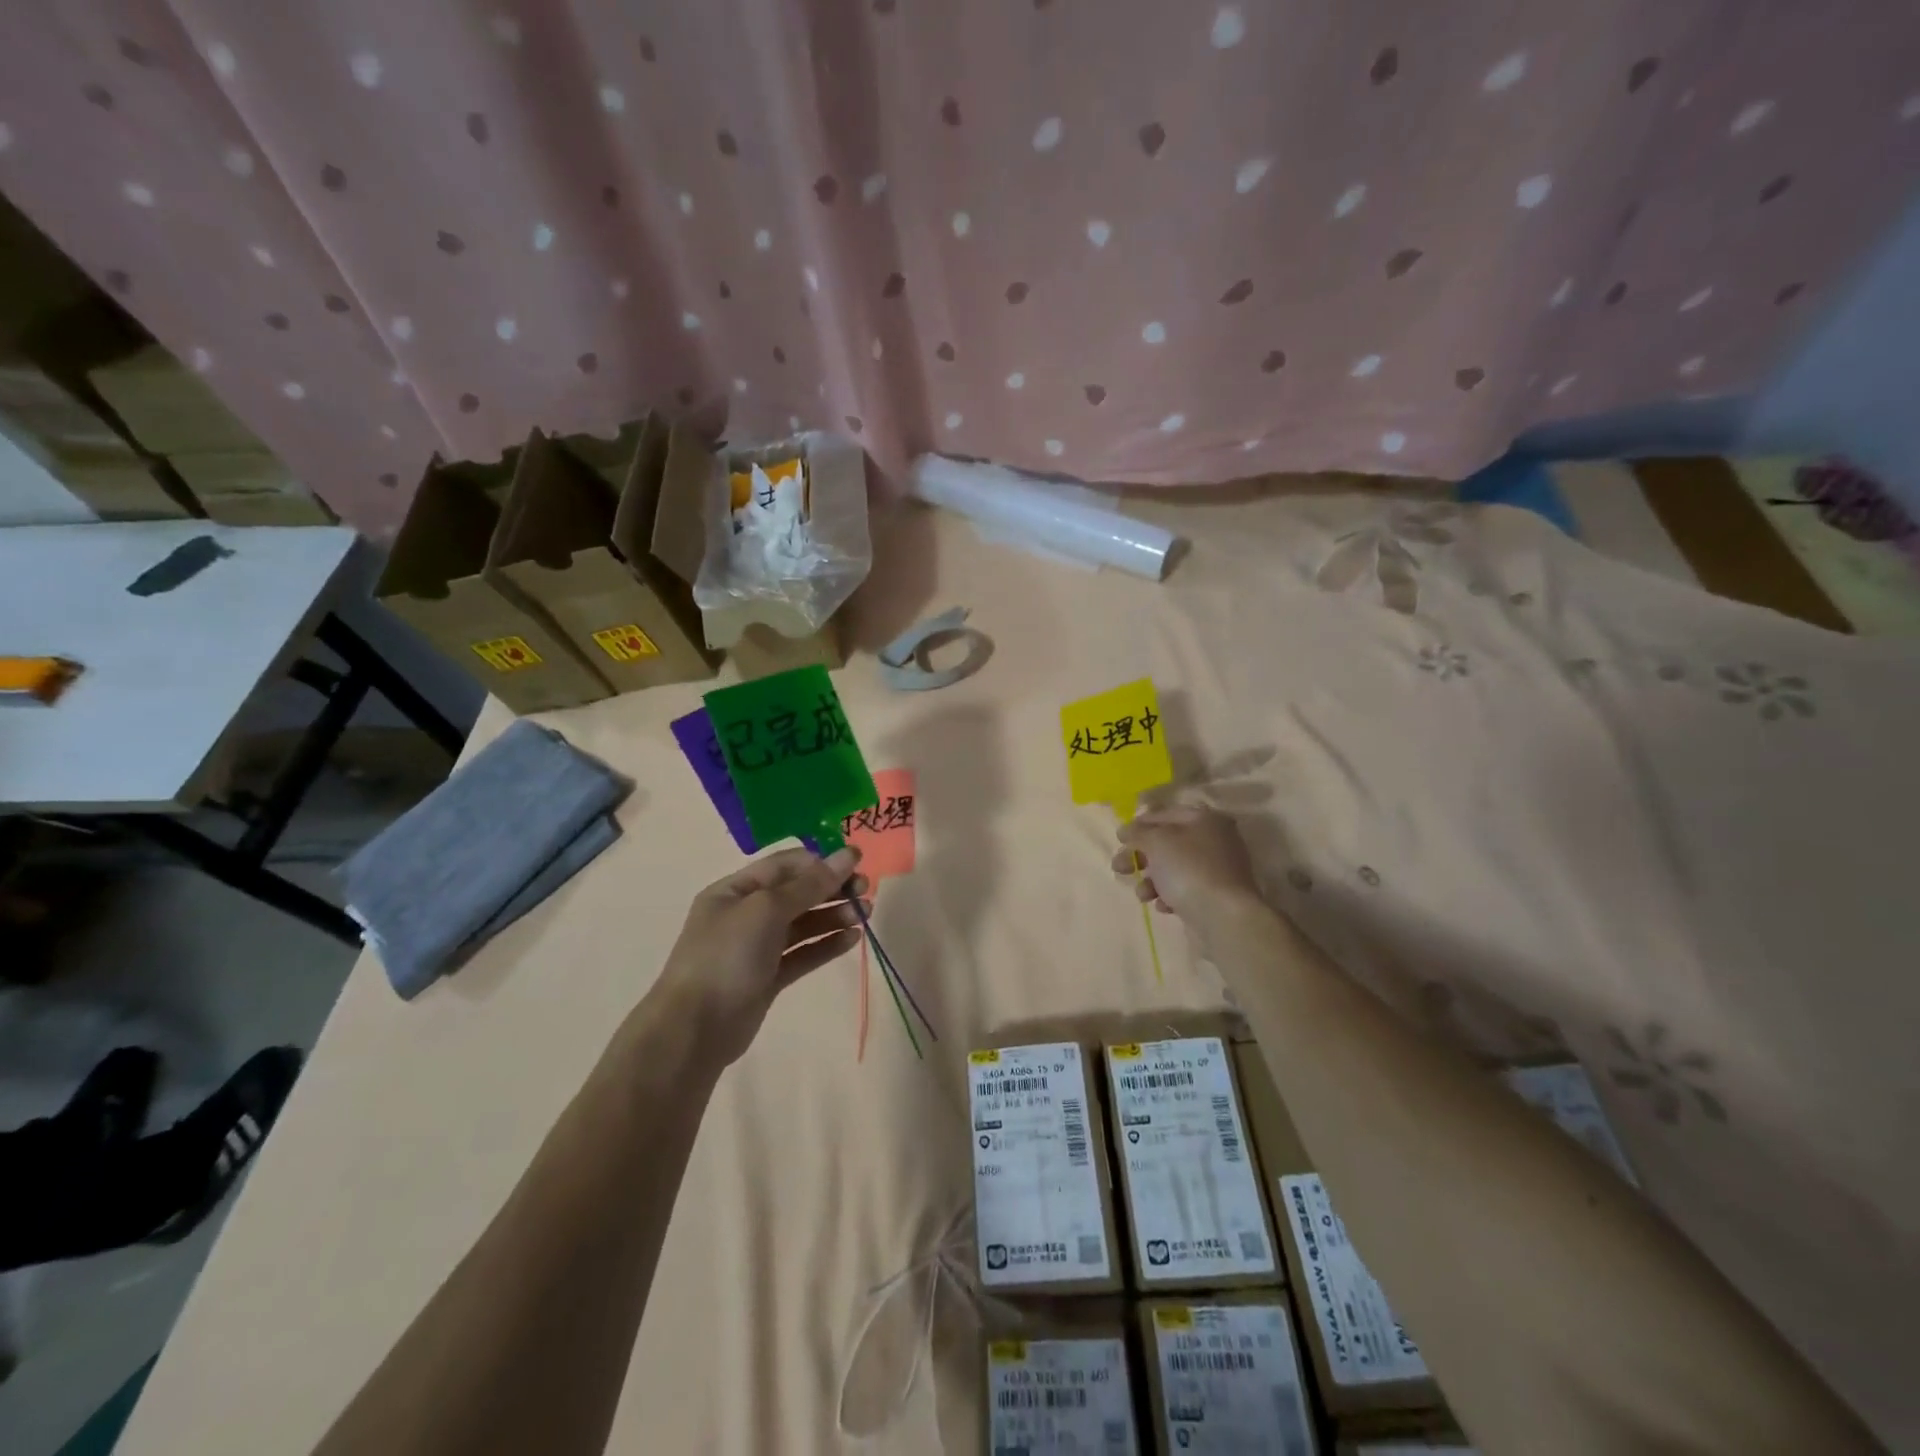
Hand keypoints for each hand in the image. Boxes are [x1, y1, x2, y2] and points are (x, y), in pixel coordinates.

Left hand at [652, 846, 869, 1065]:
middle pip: (796, 893)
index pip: (784, 865)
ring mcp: (756, 948)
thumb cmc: (726, 956)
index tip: (855, 862)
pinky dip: (826, 944)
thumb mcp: (767, 910)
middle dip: (831, 888)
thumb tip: (847, 855)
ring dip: (833, 915)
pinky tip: (851, 939)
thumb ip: (810, 884)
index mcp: (734, 890)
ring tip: (865, 914)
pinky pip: (802, 953)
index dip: (819, 861)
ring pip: (802, 924)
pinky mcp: (768, 978)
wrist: (695, 1029)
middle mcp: (745, 914)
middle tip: (865, 889)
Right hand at [1110, 805, 1260, 920]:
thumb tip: (1127, 830)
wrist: (1223, 917)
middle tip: (1119, 868)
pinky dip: (1169, 895)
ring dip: (1152, 879)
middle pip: (1167, 843)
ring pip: (1174, 868)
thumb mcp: (1156, 842)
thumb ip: (1138, 832)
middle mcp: (1215, 839)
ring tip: (1142, 894)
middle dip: (1140, 856)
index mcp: (1204, 819)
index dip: (1138, 824)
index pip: (1164, 814)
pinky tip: (1163, 905)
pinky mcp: (1216, 895)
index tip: (1119, 839)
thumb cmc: (1188, 870)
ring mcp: (1217, 869)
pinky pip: (1185, 889)